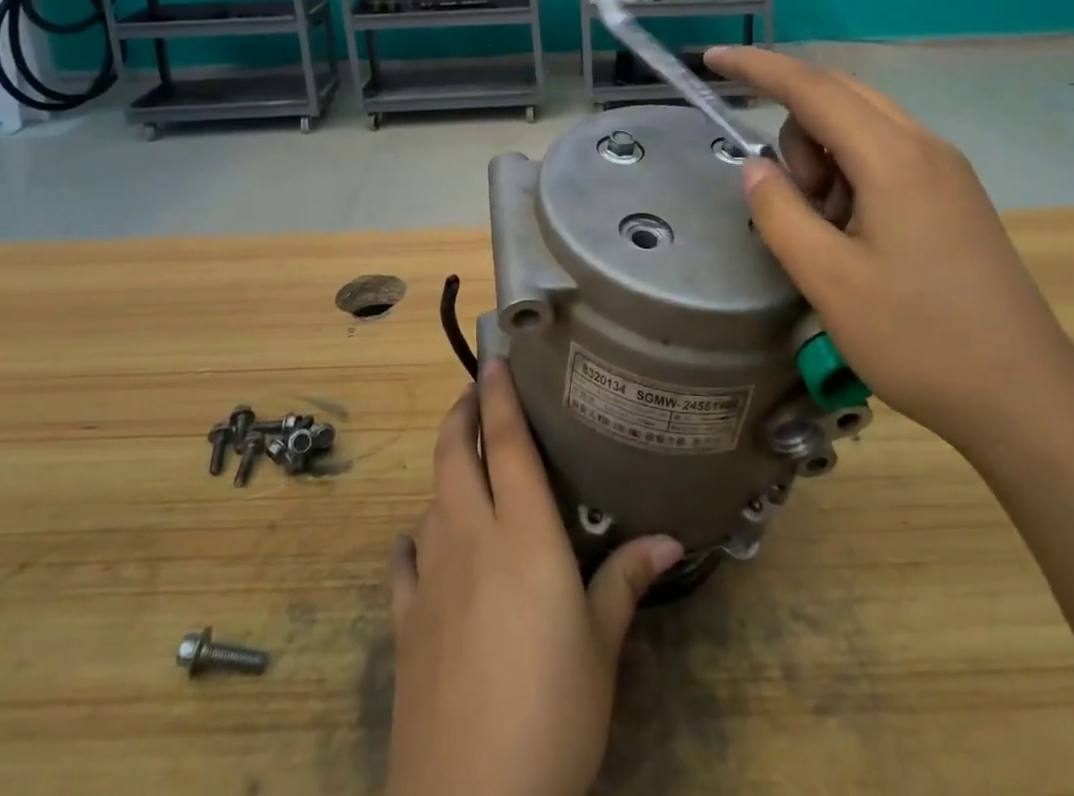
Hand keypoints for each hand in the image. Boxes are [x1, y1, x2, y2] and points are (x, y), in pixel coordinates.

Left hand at [385, 360, 683, 795]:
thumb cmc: (552, 712)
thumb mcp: (600, 648)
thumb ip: (625, 582)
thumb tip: (669, 539)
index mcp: (522, 535)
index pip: (506, 444)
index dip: (498, 396)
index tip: (493, 360)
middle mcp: (470, 539)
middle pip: (453, 455)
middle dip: (460, 414)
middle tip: (475, 393)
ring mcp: (430, 578)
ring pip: (430, 498)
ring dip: (444, 471)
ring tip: (464, 465)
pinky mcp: (404, 621)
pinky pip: (404, 559)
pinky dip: (415, 537)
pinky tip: (422, 541)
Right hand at [705, 46, 1073, 445]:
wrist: (1025, 397)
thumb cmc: (919, 339)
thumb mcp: (827, 280)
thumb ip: (780, 212)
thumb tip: (756, 167)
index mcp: (894, 158)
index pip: (812, 87)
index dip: (757, 67)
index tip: (712, 57)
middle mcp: (924, 146)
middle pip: (838, 97)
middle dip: (794, 130)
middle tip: (790, 197)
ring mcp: (945, 169)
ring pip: (860, 126)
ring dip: (823, 157)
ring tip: (829, 230)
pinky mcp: (953, 195)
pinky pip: (884, 154)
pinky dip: (850, 174)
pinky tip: (855, 232)